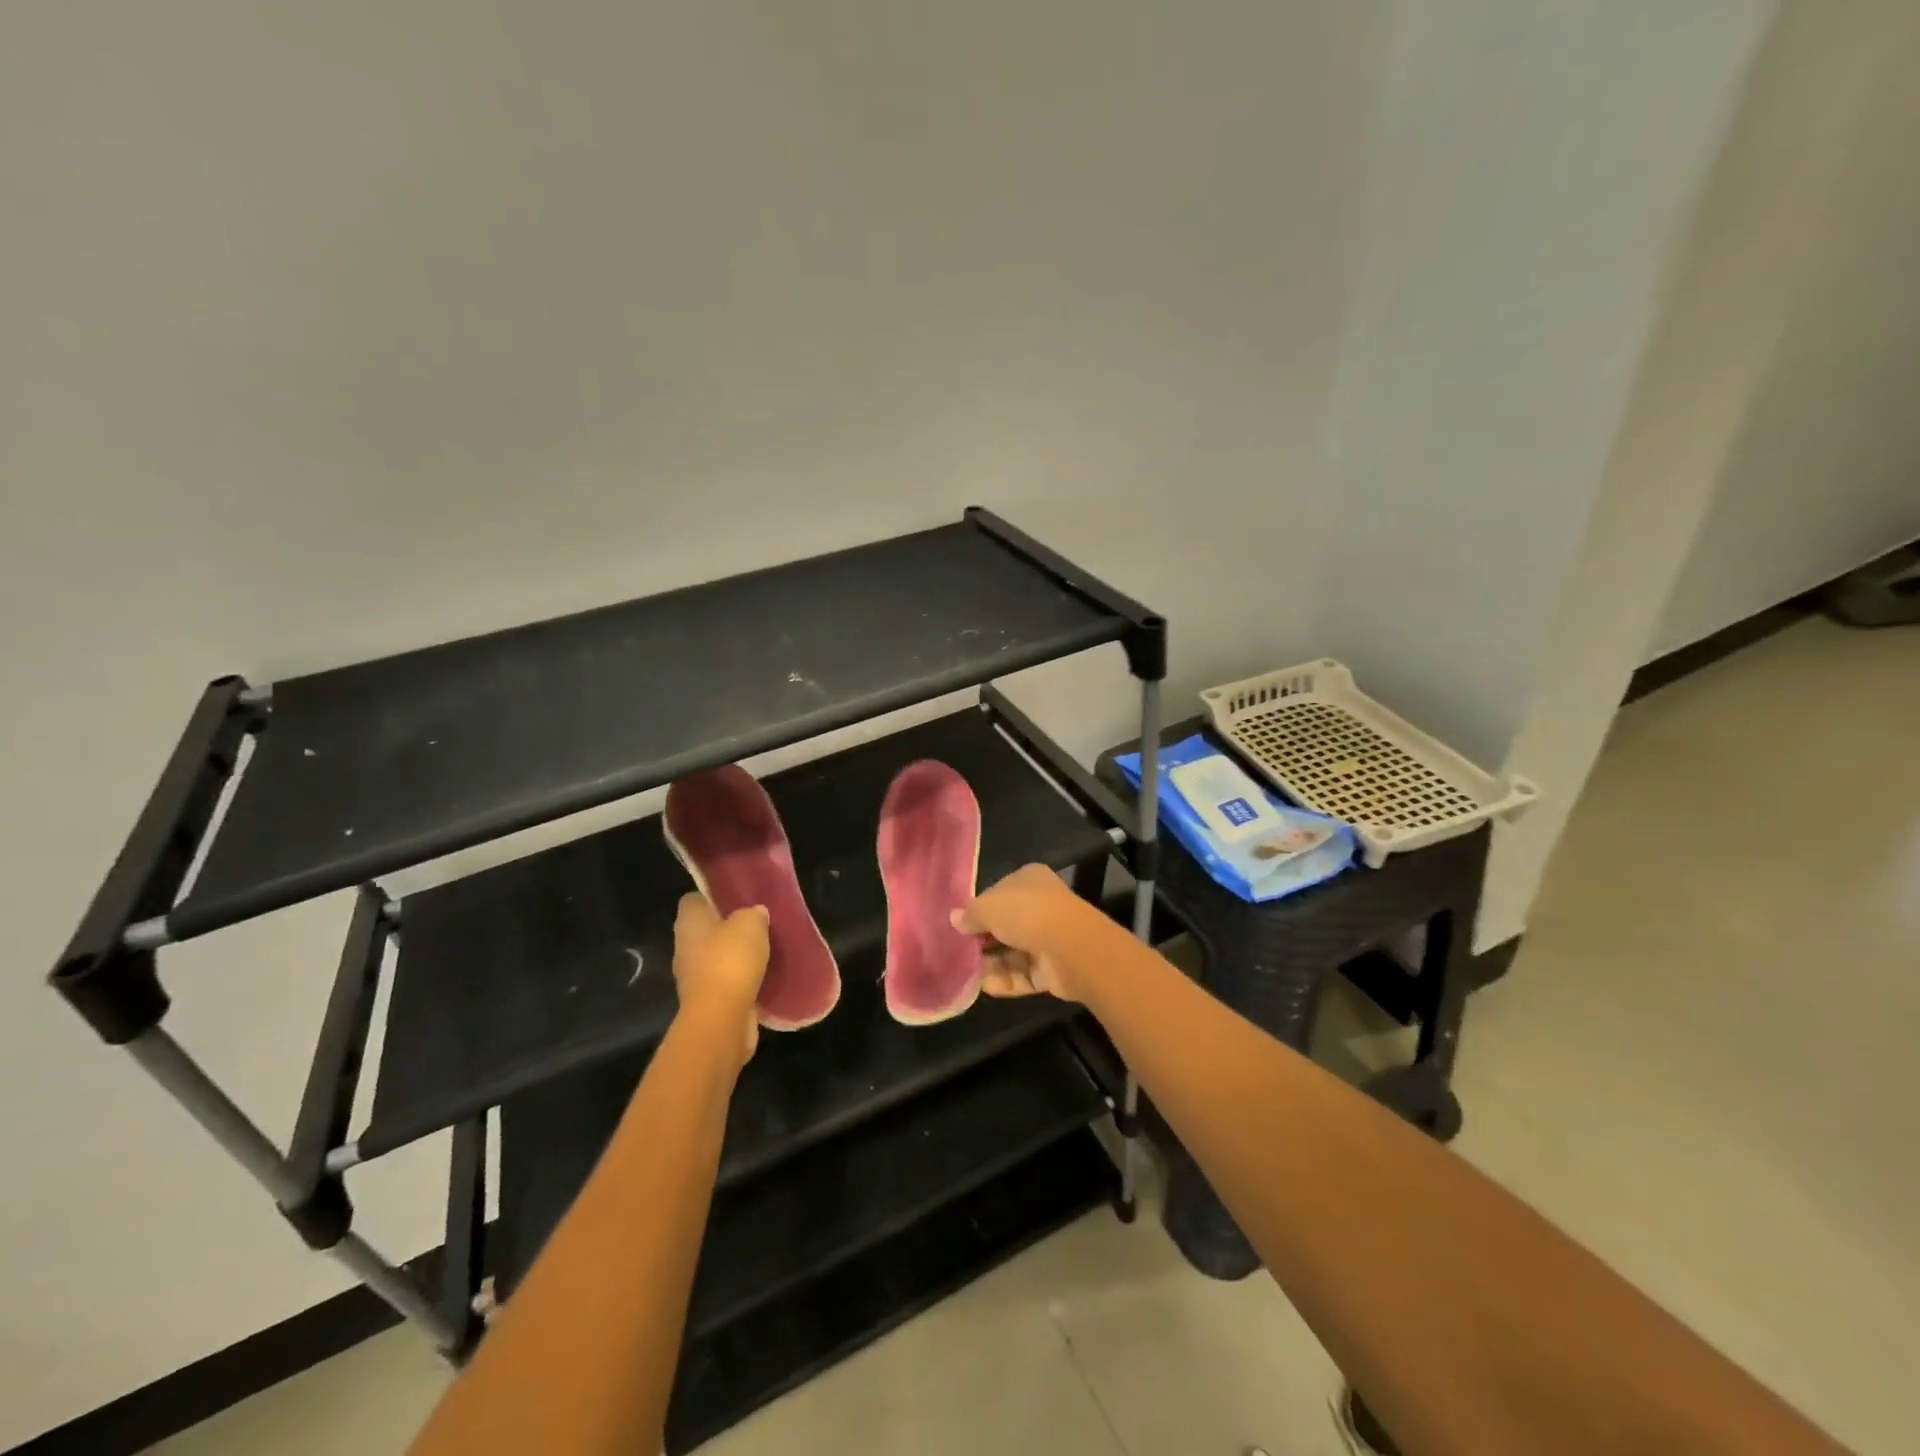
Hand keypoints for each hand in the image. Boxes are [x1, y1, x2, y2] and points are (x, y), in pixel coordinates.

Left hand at [672, 895, 769, 1063]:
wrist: (722, 1017)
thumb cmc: (730, 960)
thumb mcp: (751, 923)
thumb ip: (753, 914)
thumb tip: (755, 913)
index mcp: (688, 922)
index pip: (694, 899)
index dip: (713, 897)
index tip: (737, 898)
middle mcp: (684, 946)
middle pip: (706, 929)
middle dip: (728, 927)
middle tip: (757, 922)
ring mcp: (693, 976)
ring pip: (716, 956)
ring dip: (735, 954)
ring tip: (764, 948)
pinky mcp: (707, 1000)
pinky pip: (725, 980)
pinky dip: (741, 978)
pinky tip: (763, 974)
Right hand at [949, 864, 1093, 1002]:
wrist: (1071, 948)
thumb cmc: (1026, 914)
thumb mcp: (989, 907)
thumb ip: (971, 914)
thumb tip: (955, 919)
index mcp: (1029, 881)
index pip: (999, 893)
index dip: (979, 909)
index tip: (961, 926)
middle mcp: (1041, 906)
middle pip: (1006, 924)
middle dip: (984, 940)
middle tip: (960, 952)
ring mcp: (1049, 939)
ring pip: (1013, 952)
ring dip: (992, 964)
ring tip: (969, 973)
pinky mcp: (1053, 969)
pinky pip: (1024, 975)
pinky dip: (1006, 981)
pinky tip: (986, 987)